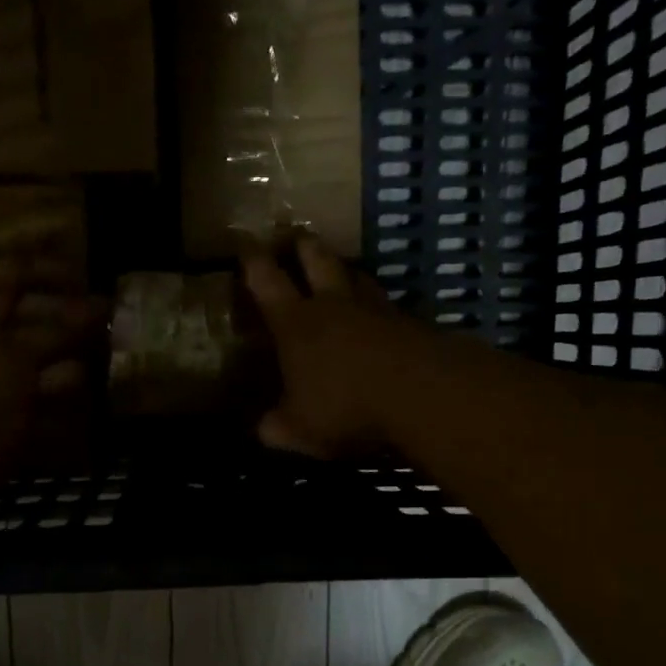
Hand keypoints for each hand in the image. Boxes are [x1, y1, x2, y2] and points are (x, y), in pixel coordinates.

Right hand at [240, 238, 435, 458]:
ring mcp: (376, 310)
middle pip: (317, 261)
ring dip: (345, 269)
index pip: (267, 281)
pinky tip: (379, 314)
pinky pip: (387, 305)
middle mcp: (334, 306)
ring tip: (341, 268)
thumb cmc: (346, 407)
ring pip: (357, 276)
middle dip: (304, 246)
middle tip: (298, 235)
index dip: (252, 260)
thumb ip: (276, 428)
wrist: (421, 393)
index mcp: (296, 324)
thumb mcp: (299, 430)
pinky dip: (378, 305)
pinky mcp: (411, 323)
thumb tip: (263, 428)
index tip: (245, 240)